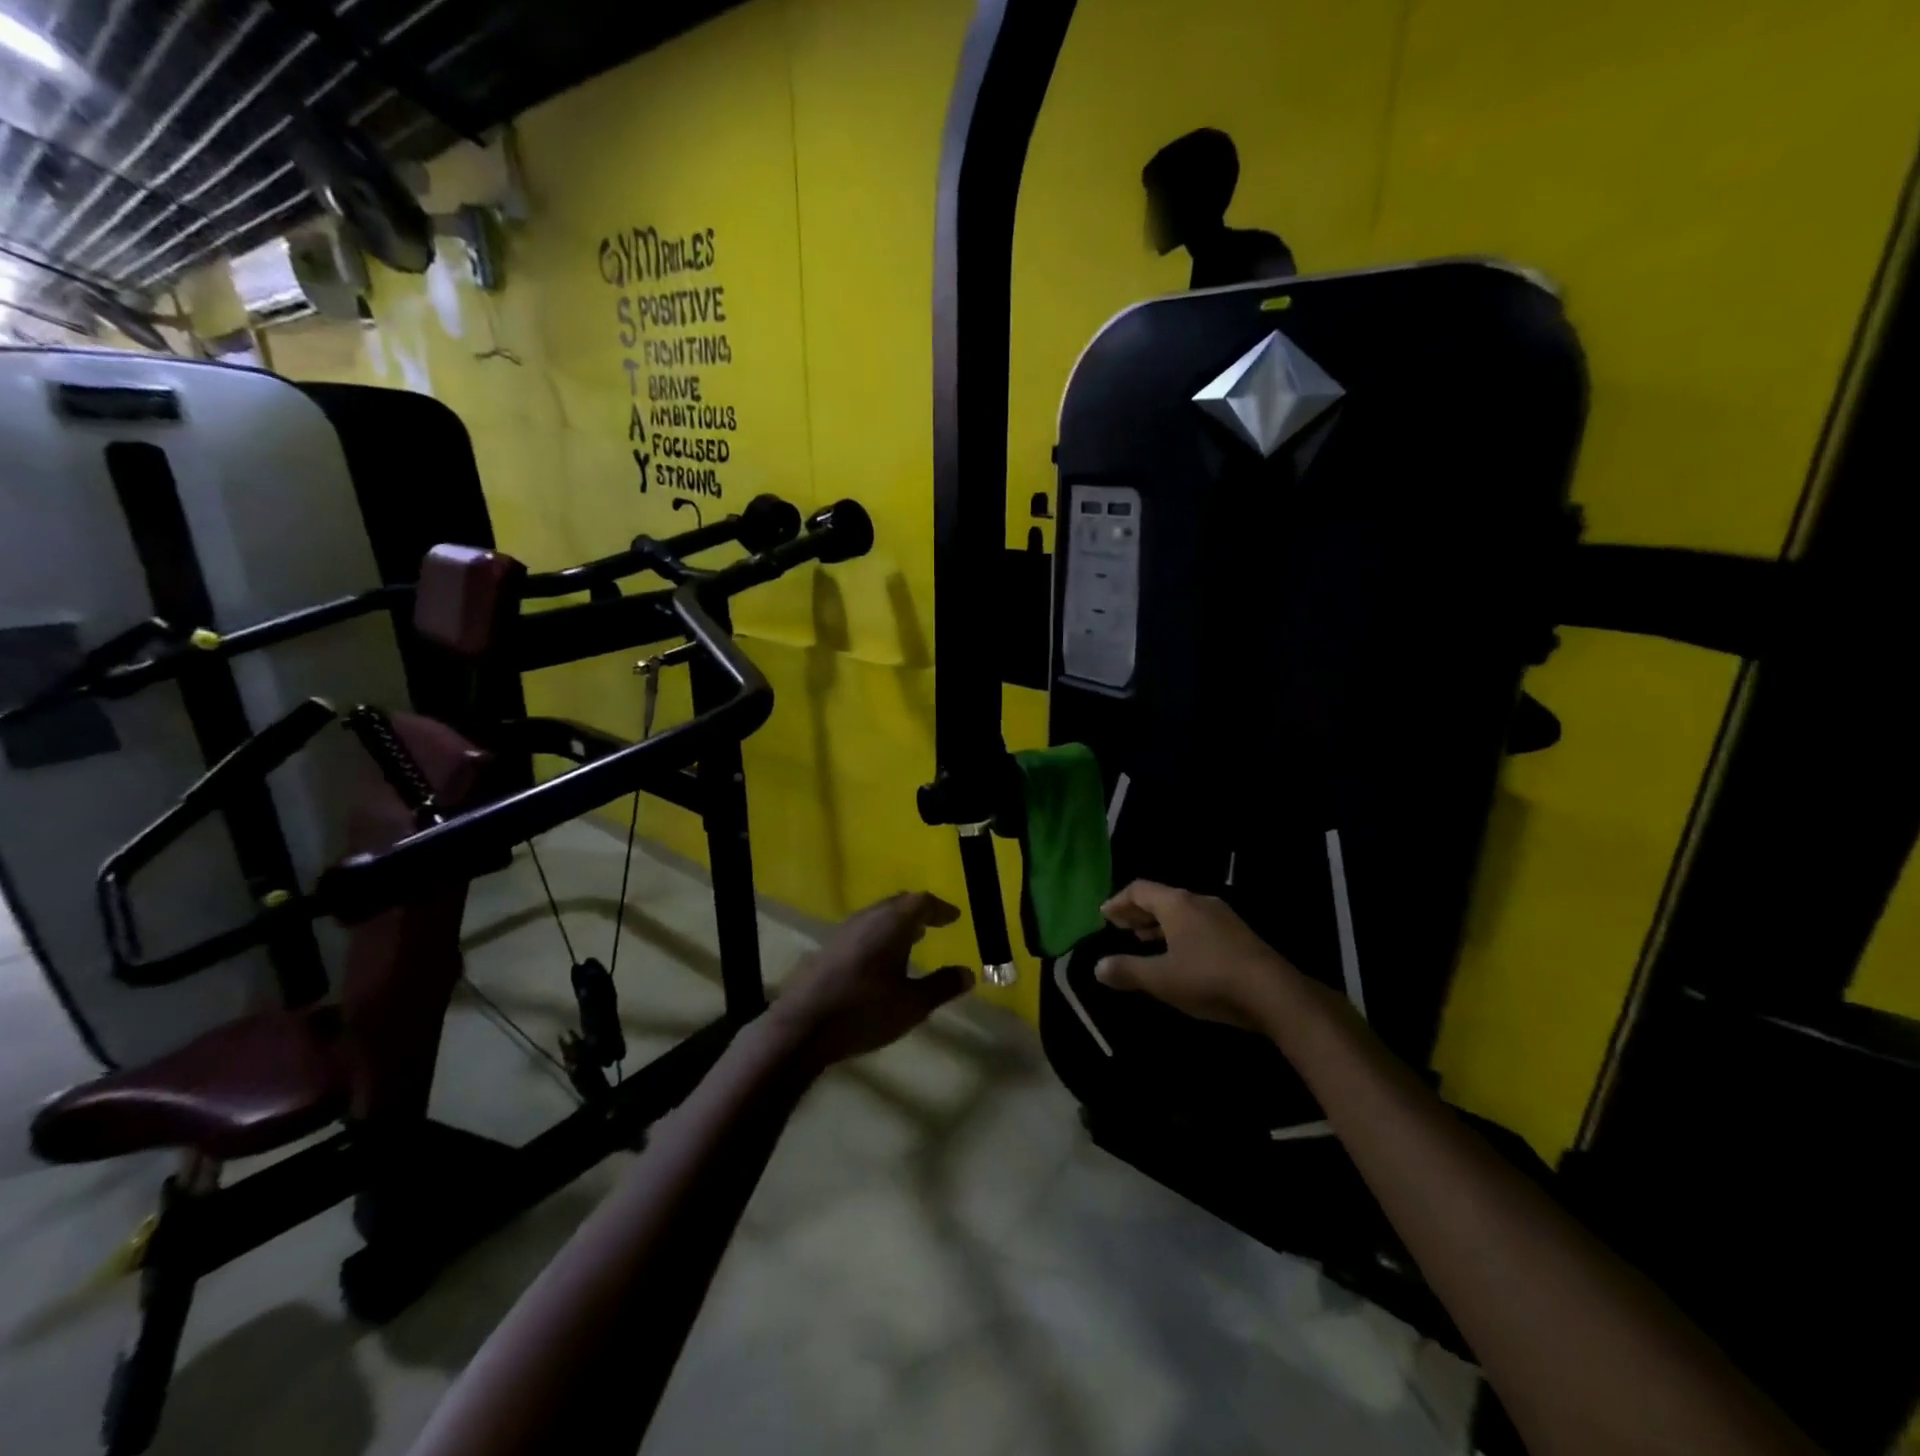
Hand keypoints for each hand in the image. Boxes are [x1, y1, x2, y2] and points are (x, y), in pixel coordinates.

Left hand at [770, 892, 973, 1065]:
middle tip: (934, 923)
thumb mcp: (912, 1004)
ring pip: (877, 916)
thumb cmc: (864, 1011)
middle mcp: (868, 918)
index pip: (921, 902)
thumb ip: (942, 986)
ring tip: (913, 939)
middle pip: (898, 904)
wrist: (801, 1027)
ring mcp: (844, 932)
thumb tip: (968, 973)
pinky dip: (880, 935)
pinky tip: (880, 959)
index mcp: (892, 924)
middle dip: (918, 911)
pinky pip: (863, 930)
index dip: (940, 908)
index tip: (954, 917)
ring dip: (897, 923)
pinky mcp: (828, 949)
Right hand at [1094, 880, 1298, 1031]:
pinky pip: (1199, 925)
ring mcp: (1223, 917)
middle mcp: (1199, 901)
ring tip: (1144, 940)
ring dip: (1159, 924)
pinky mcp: (1239, 936)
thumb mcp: (1161, 978)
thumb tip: (1097, 967)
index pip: (1139, 889)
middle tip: (1120, 927)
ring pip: (1182, 912)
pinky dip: (1179, 933)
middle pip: (1161, 898)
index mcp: (1177, 904)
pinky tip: (1179, 955)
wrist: (1274, 994)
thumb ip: (1127, 970)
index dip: (1118, 901)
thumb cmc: (1208, 978)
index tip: (1104, 915)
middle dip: (1138, 912)